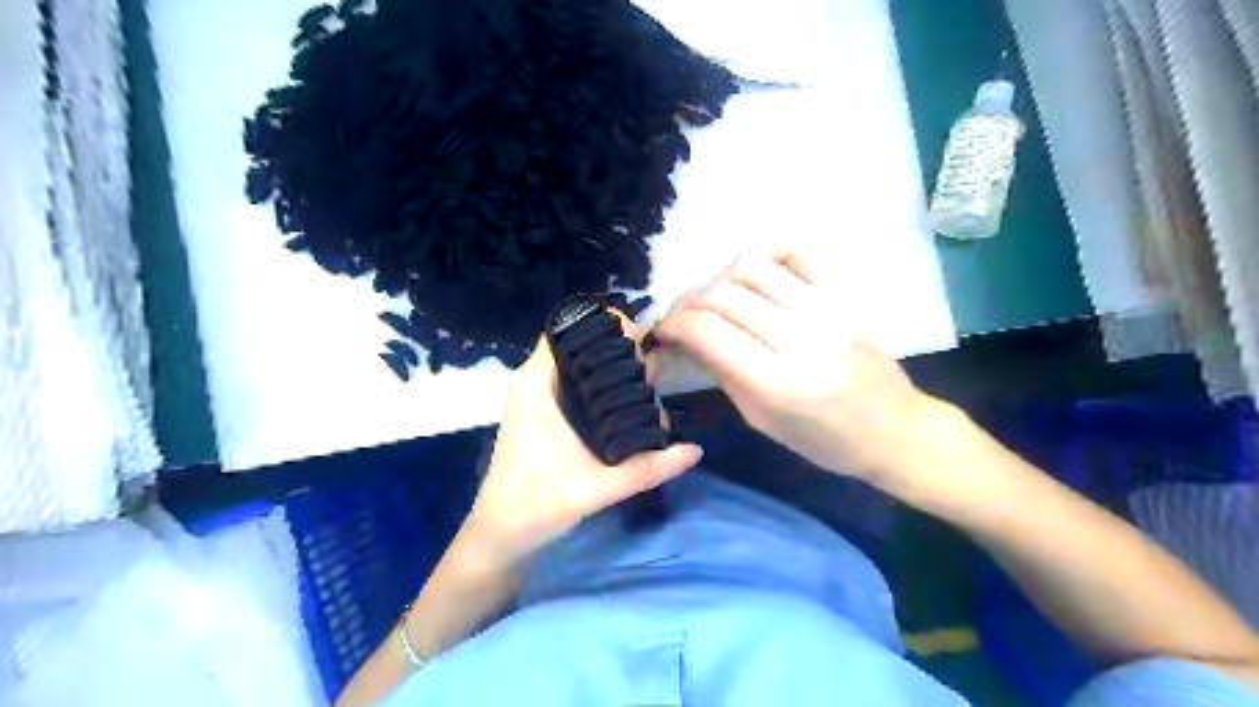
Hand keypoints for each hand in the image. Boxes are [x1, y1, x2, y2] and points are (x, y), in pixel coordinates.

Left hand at [464, 335, 702, 566]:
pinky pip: (573, 378)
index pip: (569, 329)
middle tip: (651, 367)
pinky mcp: (541, 409)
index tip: (643, 343)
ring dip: (608, 363)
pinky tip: (625, 397)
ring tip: (645, 378)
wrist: (500, 533)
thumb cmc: (537, 505)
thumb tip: (695, 450)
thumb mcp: (598, 487)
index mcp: (537, 385)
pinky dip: (598, 379)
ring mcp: (535, 395)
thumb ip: (647, 469)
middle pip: (577, 341)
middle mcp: (533, 381)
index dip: (606, 326)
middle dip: (615, 346)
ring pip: (576, 360)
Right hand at [648, 248, 942, 485]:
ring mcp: (827, 310)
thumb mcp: (762, 419)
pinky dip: (763, 256)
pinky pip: (796, 252)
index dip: (673, 324)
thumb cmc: (824, 441)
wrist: (895, 430)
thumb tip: (680, 340)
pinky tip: (752, 278)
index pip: (708, 331)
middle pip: (723, 295)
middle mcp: (802, 338)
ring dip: (717, 279)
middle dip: (687, 302)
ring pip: (751, 266)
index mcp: (779, 383)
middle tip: (679, 318)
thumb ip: (720, 372)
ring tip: (713, 300)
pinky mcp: (844, 294)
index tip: (661, 332)